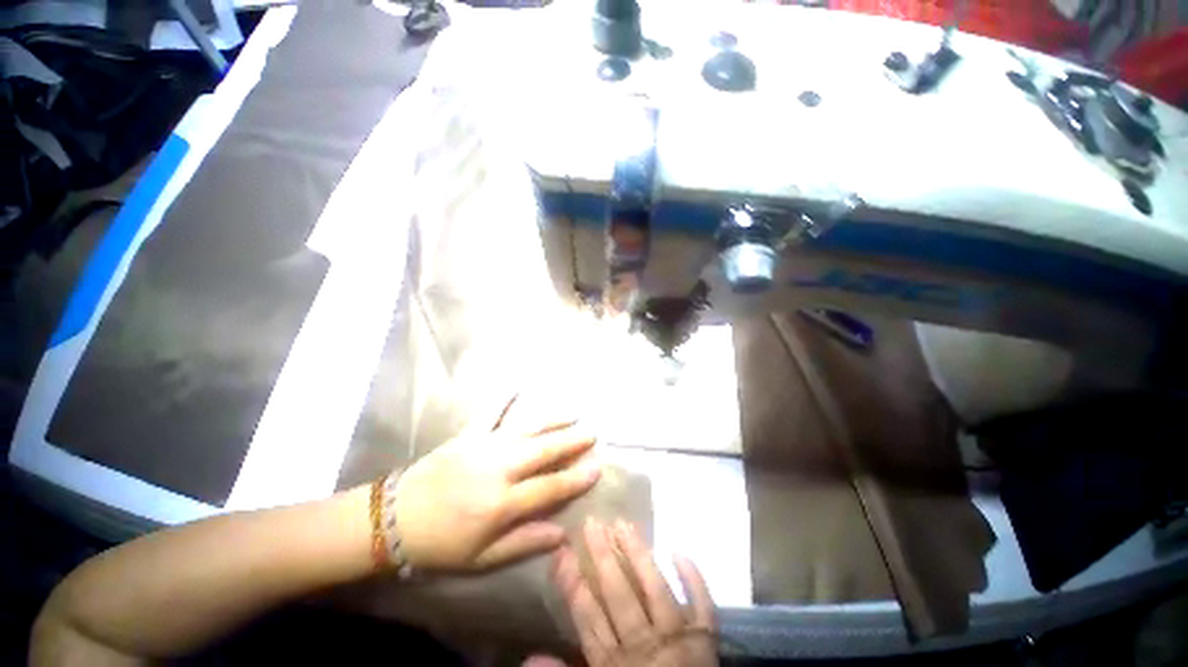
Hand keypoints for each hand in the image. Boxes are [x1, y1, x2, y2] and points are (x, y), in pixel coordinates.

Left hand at [394, 414, 600, 572]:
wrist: (394, 520)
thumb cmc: (441, 544)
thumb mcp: (482, 559)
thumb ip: (523, 543)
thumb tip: (562, 534)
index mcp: (502, 503)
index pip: (550, 487)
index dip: (576, 477)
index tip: (598, 466)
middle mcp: (498, 468)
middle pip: (543, 450)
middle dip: (571, 441)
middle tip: (592, 432)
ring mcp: (483, 446)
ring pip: (526, 428)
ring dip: (551, 420)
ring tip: (572, 414)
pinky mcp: (468, 435)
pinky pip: (490, 411)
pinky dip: (504, 398)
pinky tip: (518, 385)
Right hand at [547, 519, 717, 666]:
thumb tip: (530, 656)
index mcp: (616, 665)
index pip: (589, 619)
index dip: (573, 585)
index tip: (562, 553)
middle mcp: (645, 645)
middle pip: (620, 597)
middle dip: (603, 558)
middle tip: (592, 522)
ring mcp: (677, 639)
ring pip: (656, 591)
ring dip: (639, 556)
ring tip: (623, 523)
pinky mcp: (705, 638)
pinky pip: (703, 605)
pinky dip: (694, 579)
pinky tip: (678, 551)